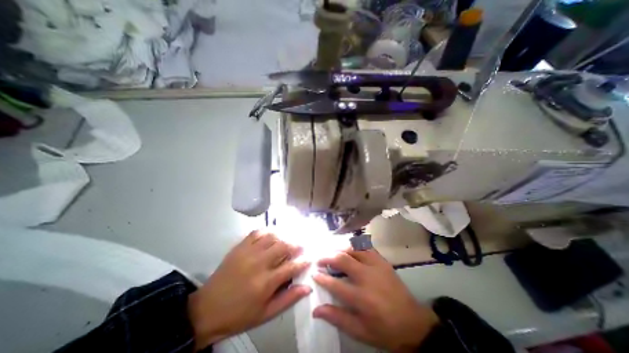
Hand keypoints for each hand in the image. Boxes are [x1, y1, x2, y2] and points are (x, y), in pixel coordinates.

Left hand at [190, 231, 311, 347]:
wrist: (207, 309)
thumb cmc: (239, 314)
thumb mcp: (266, 313)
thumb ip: (288, 299)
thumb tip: (307, 288)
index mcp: (266, 282)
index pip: (292, 267)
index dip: (303, 261)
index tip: (309, 258)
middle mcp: (259, 264)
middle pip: (283, 246)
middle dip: (296, 245)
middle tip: (301, 247)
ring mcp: (248, 253)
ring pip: (272, 237)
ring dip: (283, 237)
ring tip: (287, 241)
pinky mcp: (239, 247)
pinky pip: (257, 233)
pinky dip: (267, 232)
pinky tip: (271, 236)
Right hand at [311, 248, 438, 352]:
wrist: (413, 323)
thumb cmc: (384, 329)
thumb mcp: (360, 331)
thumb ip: (337, 318)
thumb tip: (316, 310)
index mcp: (361, 297)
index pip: (335, 283)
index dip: (321, 277)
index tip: (314, 273)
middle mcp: (367, 276)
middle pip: (342, 259)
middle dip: (327, 257)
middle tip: (320, 259)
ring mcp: (376, 265)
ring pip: (353, 249)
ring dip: (340, 249)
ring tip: (333, 253)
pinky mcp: (382, 261)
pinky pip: (366, 246)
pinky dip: (356, 245)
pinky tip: (350, 248)